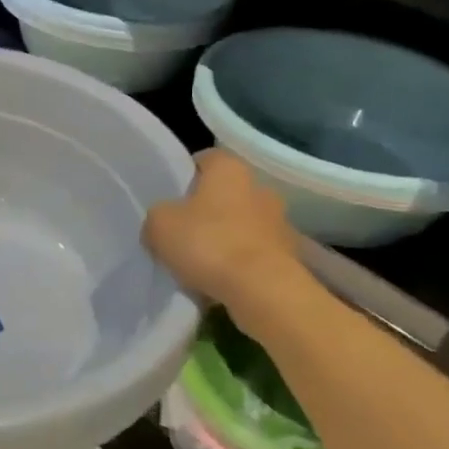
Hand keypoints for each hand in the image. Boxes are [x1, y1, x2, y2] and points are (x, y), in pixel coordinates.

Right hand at [143, 150, 301, 309]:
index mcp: (229, 169)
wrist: (262, 289)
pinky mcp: (289, 254)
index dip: (186, 175)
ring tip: (202, 264)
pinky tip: (222, 282)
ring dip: (226, 237)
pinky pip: (256, 253)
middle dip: (207, 209)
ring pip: (242, 224)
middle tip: (183, 232)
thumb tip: (164, 222)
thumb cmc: (208, 243)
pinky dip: (241, 263)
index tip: (171, 197)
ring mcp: (280, 222)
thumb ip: (158, 216)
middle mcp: (260, 187)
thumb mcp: (159, 225)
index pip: (205, 159)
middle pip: (226, 193)